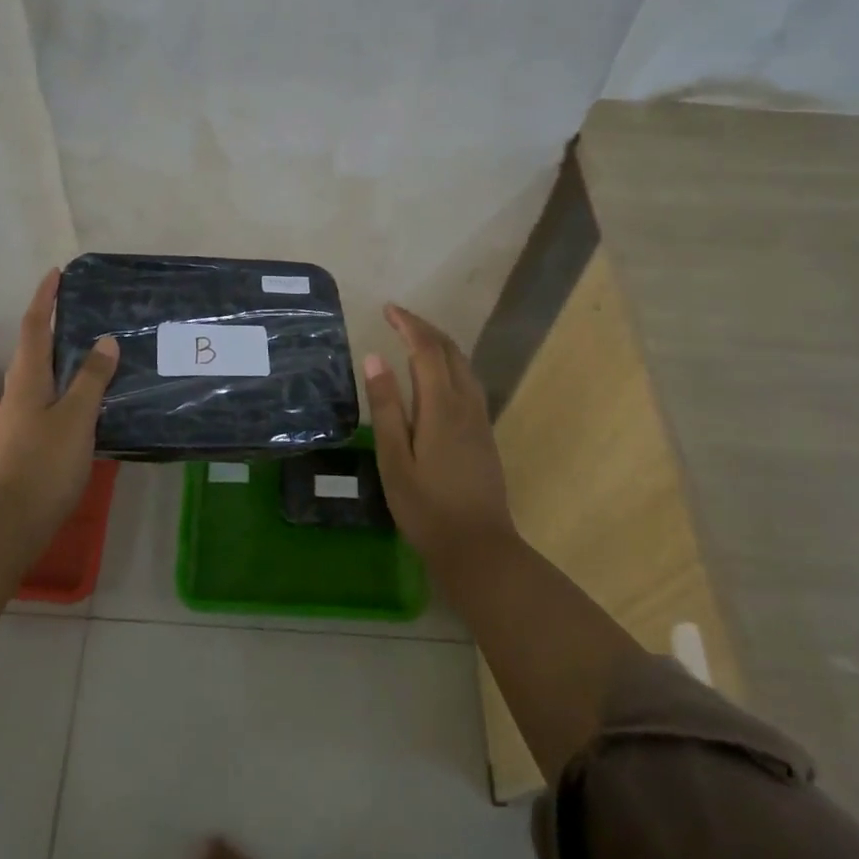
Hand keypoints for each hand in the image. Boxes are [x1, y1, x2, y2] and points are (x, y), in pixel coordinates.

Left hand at [0, 268, 119, 539]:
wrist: (10, 523)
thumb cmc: (44, 464)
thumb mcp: (76, 417)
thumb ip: (91, 378)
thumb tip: (104, 340)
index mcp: (27, 379)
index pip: (34, 326)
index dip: (44, 298)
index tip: (57, 273)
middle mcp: (19, 392)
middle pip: (32, 347)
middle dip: (50, 321)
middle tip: (78, 306)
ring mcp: (21, 418)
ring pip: (40, 373)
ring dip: (59, 352)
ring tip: (89, 344)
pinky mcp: (28, 440)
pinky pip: (48, 396)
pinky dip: (66, 383)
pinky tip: (87, 394)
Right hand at [365, 303, 515, 572]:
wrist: (480, 549)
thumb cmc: (427, 508)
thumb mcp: (394, 459)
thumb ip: (386, 406)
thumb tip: (375, 357)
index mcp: (441, 406)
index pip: (427, 349)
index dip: (408, 324)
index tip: (387, 309)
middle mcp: (466, 404)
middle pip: (450, 351)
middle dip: (424, 328)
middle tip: (397, 317)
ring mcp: (480, 419)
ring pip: (464, 365)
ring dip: (439, 343)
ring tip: (414, 337)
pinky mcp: (484, 434)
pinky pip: (468, 381)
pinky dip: (450, 363)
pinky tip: (437, 374)